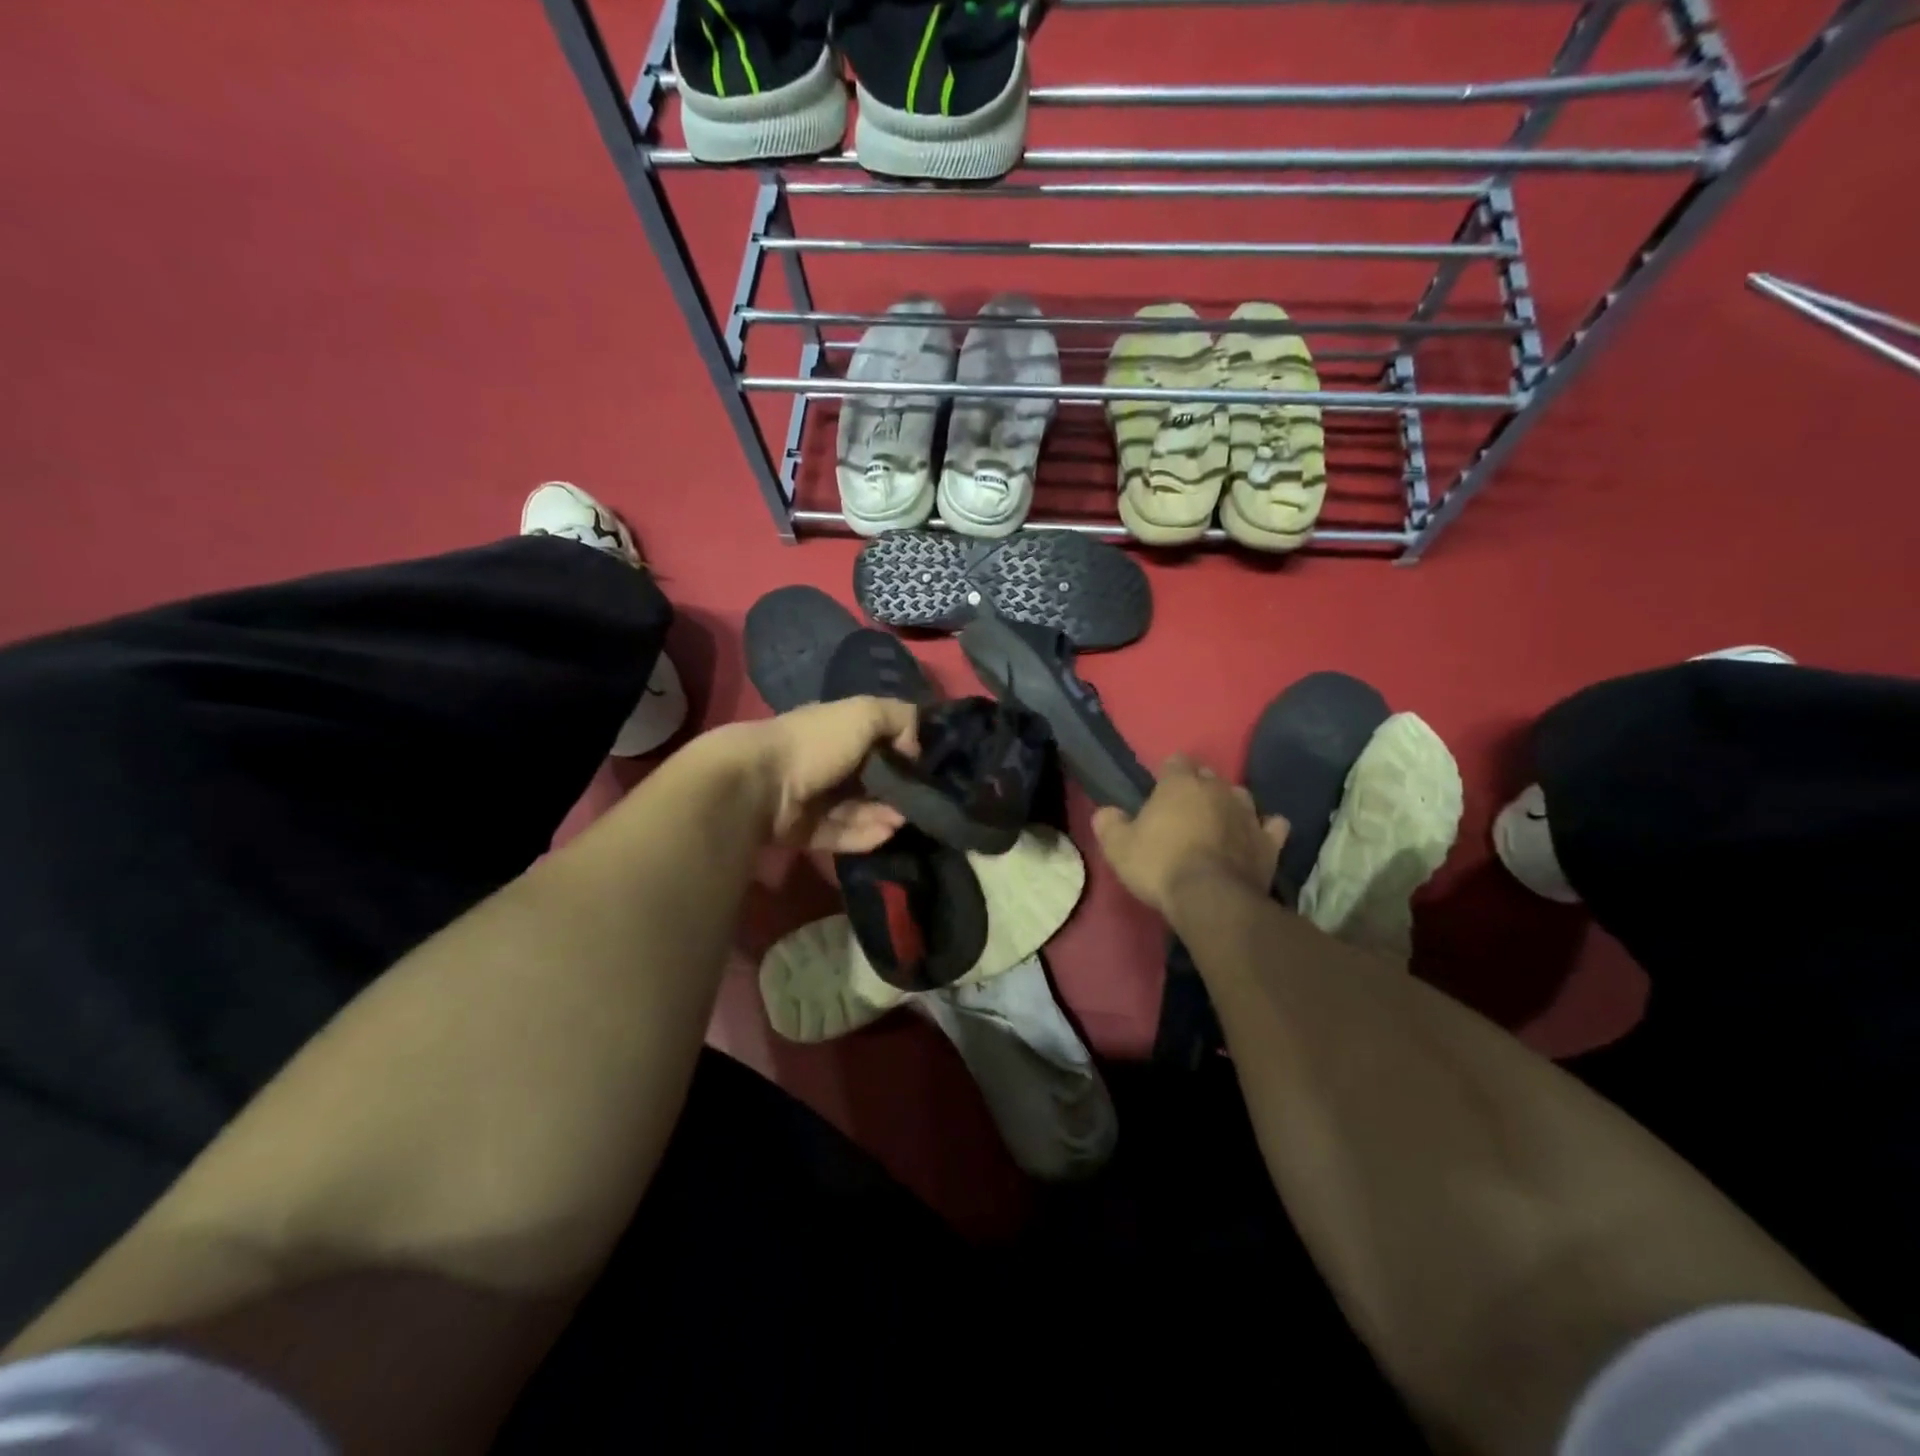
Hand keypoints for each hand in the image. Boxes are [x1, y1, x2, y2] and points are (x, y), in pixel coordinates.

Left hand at [728, 697, 919, 852]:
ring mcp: (812, 798)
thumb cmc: (816, 742)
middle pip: (869, 778)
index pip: (876, 739)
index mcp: (834, 729)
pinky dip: (864, 834)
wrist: (760, 785)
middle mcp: (824, 761)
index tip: (925, 767)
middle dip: (896, 790)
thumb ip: (900, 719)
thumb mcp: (865, 713)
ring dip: (883, 815)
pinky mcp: (804, 831)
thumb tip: (916, 747)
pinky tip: (886, 834)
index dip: (903, 751)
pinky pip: (841, 833)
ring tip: (903, 821)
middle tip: (919, 801)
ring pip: (857, 809)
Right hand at [1091, 755, 1287, 918]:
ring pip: (1241, 796)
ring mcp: (1248, 814)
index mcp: (1180, 784)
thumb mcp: (1119, 847)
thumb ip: (1109, 824)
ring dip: (1230, 803)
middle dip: (1198, 786)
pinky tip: (1258, 836)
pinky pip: (1273, 825)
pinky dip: (1265, 828)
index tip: (1159, 788)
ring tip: (1219, 820)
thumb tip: (1105, 812)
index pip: (1176, 761)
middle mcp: (1217, 790)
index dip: (1167, 772)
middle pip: (1209, 776)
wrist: (1211, 898)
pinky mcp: (1269, 842)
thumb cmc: (1160, 865)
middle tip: (1184, 809)